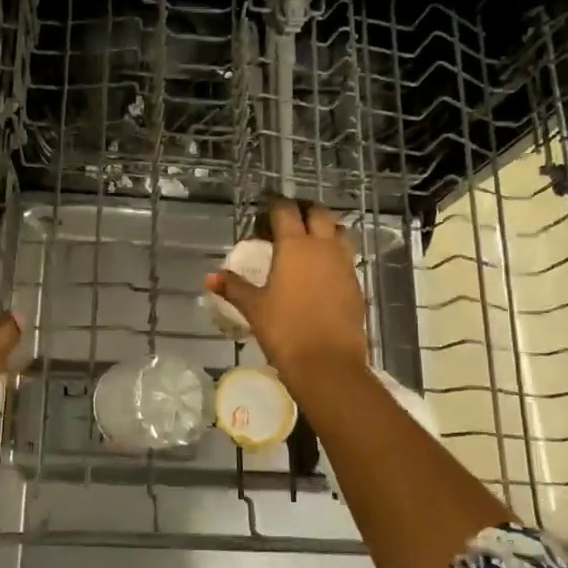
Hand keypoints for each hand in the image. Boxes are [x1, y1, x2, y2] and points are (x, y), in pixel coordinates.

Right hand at [205, 198, 367, 389]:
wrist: (328, 362)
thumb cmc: (285, 330)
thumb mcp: (254, 308)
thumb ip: (233, 287)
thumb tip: (210, 277)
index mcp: (295, 245)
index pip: (285, 210)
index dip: (274, 205)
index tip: (264, 209)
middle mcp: (323, 246)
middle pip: (318, 213)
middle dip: (303, 210)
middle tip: (287, 221)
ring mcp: (344, 264)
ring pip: (339, 231)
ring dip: (325, 228)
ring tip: (309, 241)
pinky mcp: (356, 283)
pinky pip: (346, 257)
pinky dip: (335, 254)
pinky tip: (322, 271)